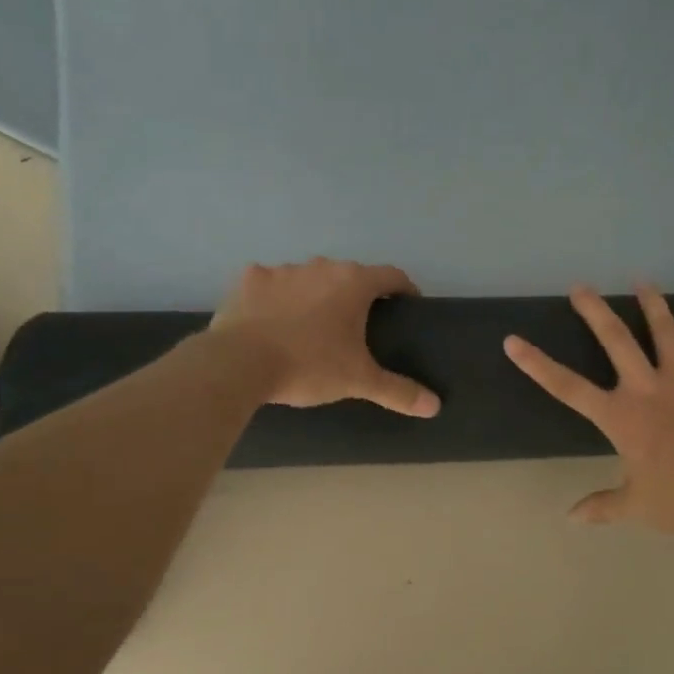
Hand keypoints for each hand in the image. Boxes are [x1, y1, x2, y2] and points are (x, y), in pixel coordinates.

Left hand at [211, 258, 440, 416]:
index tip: (406, 306)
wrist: (239, 364)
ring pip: (309, 278)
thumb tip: (435, 406)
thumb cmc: (309, 366)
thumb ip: (398, 391)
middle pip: (349, 275)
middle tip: (357, 325)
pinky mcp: (249, 280)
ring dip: (315, 294)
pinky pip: (271, 284)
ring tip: (312, 325)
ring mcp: (282, 270)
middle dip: (356, 295)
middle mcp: (321, 267)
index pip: (391, 275)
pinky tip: (273, 321)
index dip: (404, 289)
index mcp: (353, 283)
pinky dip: (277, 298)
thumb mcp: (358, 381)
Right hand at [505, 285, 673, 537]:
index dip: (537, 364)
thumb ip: (602, 506)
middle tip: (580, 287)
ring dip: (651, 303)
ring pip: (664, 331)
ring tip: (641, 279)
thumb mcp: (636, 506)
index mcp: (621, 418)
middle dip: (595, 311)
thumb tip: (571, 518)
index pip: (567, 387)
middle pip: (616, 340)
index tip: (513, 341)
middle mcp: (647, 389)